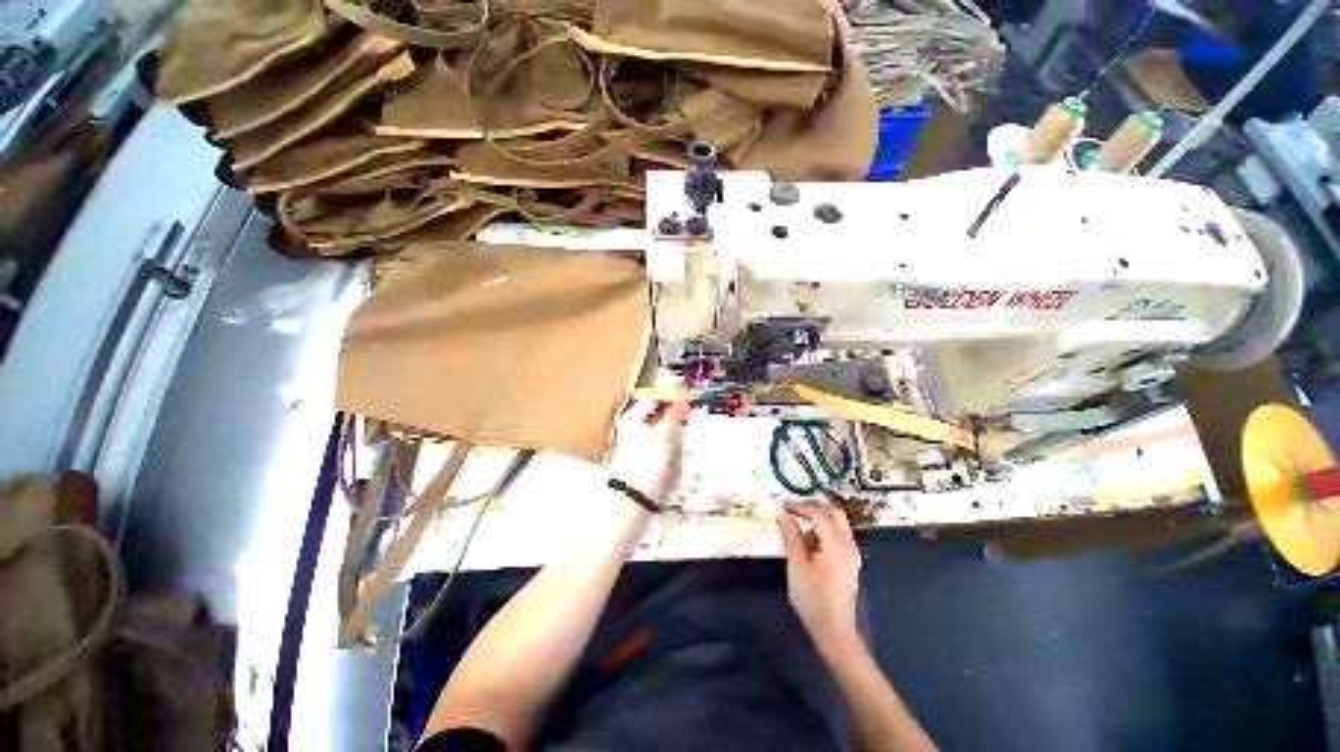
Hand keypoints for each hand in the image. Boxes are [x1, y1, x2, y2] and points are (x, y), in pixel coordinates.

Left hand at [607, 400, 688, 503]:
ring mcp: (639, 441)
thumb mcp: (661, 436)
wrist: (636, 495)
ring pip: (660, 425)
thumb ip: (672, 417)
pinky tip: (680, 438)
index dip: (669, 395)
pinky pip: (661, 438)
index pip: (653, 399)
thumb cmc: (645, 463)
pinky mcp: (647, 454)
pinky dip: (671, 435)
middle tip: (689, 408)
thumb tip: (682, 403)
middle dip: (673, 409)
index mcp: (632, 418)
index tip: (686, 394)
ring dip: (674, 422)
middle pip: (656, 412)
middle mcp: (633, 427)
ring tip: (688, 421)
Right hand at [776, 502, 861, 654]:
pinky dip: (823, 529)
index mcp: (836, 545)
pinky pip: (838, 534)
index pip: (818, 514)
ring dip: (818, 517)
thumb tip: (782, 514)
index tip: (780, 504)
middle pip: (833, 513)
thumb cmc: (812, 600)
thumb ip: (790, 536)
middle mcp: (848, 545)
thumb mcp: (796, 566)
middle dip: (812, 506)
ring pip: (837, 523)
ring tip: (797, 526)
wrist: (835, 632)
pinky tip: (808, 541)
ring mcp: (851, 553)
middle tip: (791, 509)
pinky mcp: (849, 561)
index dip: (798, 506)